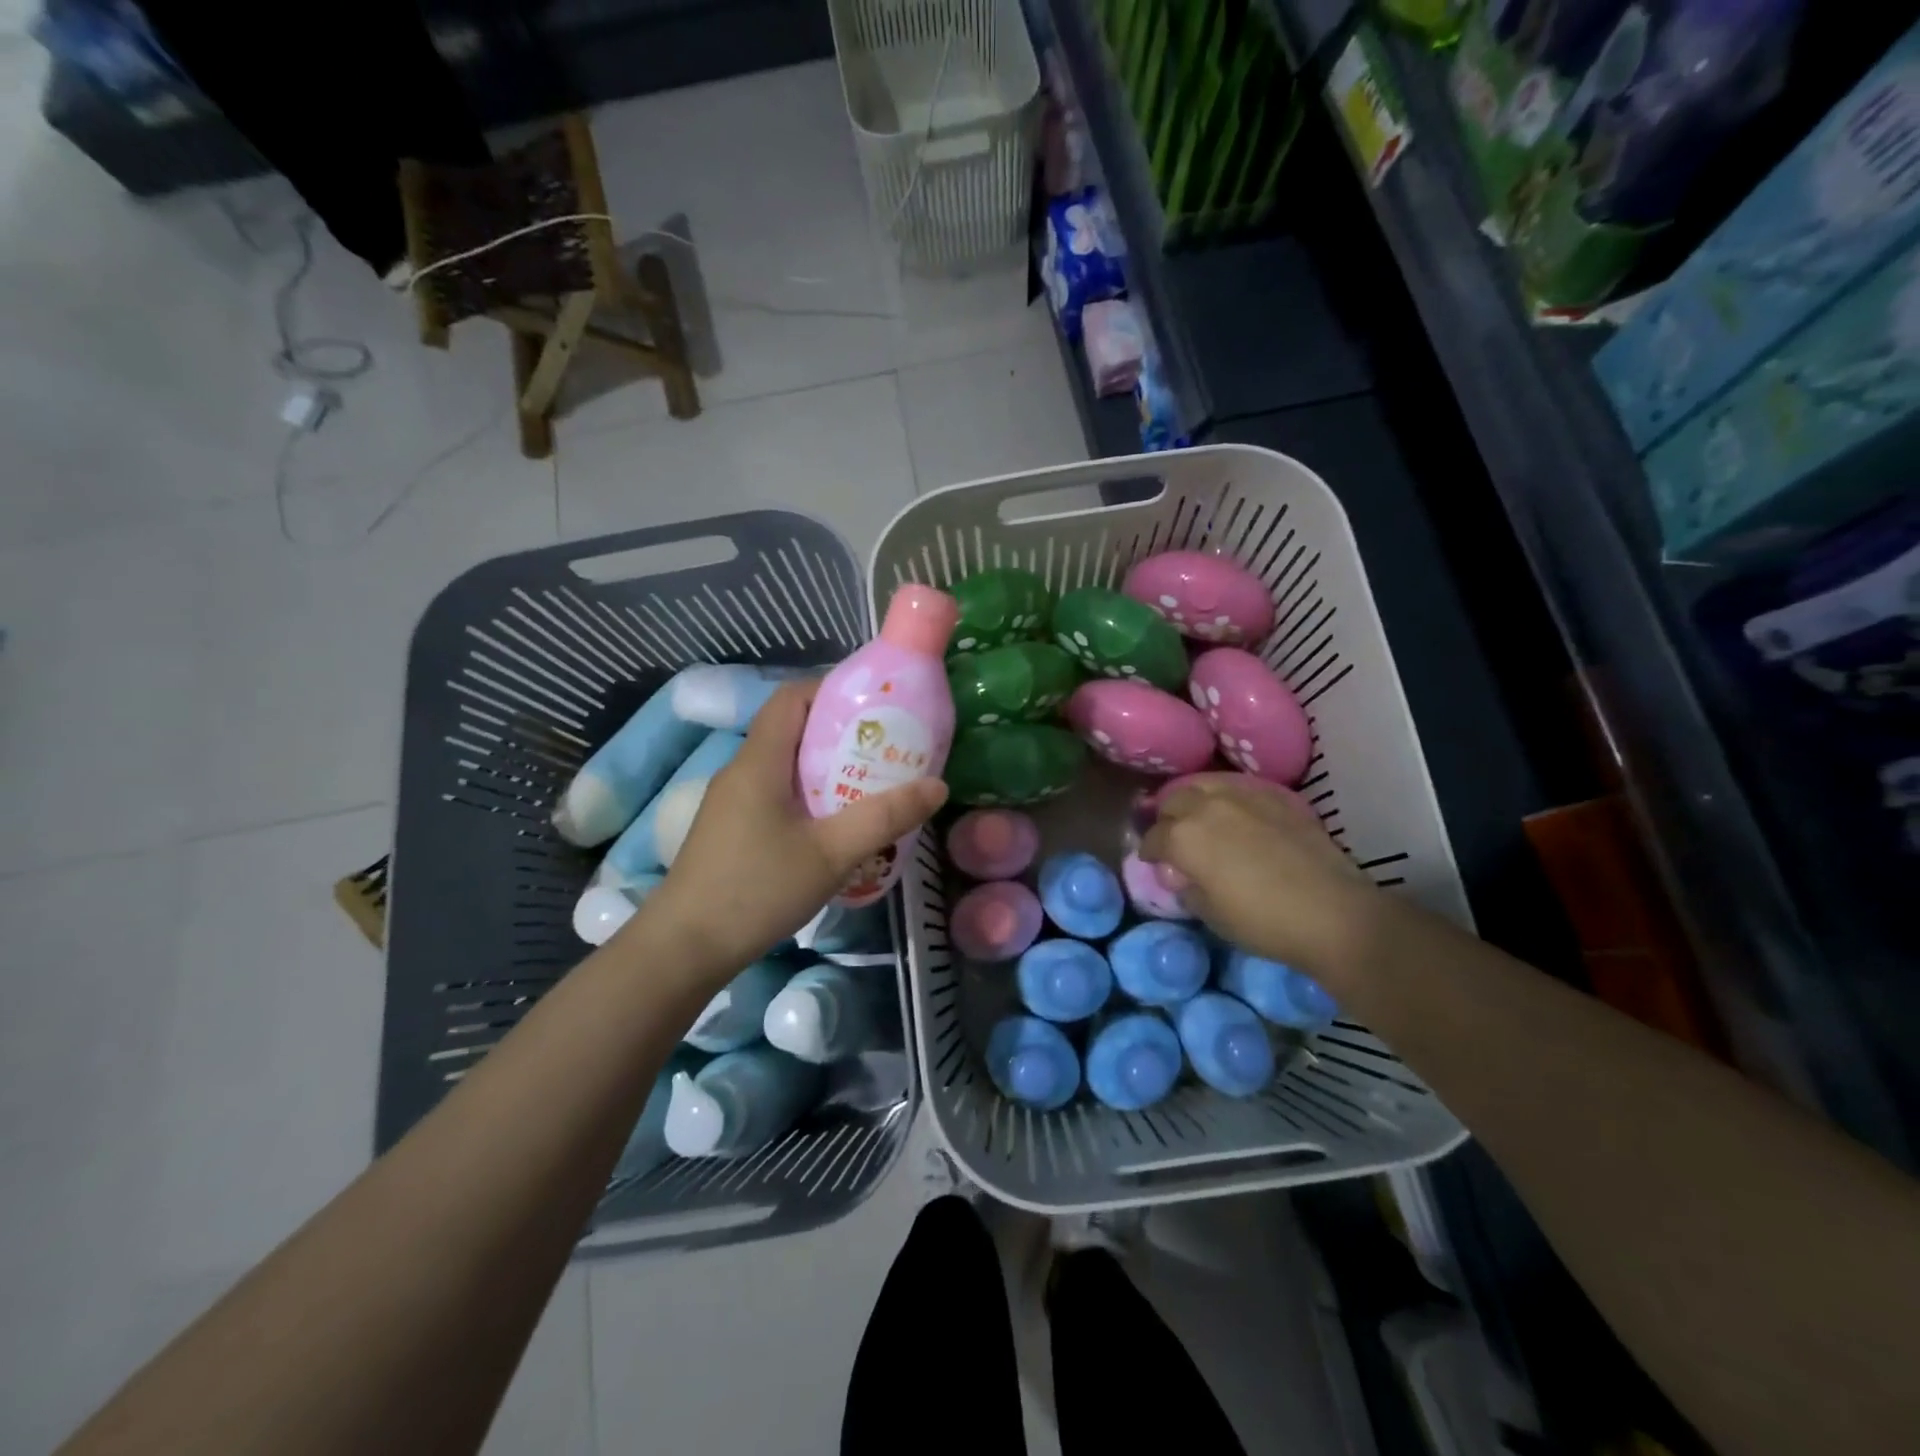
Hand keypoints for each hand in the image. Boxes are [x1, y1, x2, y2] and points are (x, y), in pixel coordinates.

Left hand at [636, 681, 946, 979]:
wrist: (685, 948)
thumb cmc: (757, 890)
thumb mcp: (831, 854)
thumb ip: (885, 817)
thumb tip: (937, 785)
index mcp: (759, 761)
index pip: (792, 698)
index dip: (832, 690)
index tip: (876, 707)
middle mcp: (742, 770)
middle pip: (792, 729)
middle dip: (841, 733)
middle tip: (886, 749)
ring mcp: (732, 801)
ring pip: (785, 765)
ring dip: (826, 767)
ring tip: (870, 785)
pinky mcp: (731, 828)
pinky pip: (776, 793)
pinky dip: (808, 795)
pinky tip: (834, 826)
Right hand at [1139, 778, 1373, 977]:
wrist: (1332, 913)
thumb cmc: (1262, 922)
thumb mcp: (1209, 914)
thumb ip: (1186, 887)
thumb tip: (1181, 875)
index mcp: (1183, 837)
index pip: (1153, 838)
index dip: (1149, 852)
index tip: (1152, 863)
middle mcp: (1206, 806)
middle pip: (1173, 801)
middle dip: (1168, 819)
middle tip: (1174, 839)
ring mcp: (1243, 796)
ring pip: (1204, 785)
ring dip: (1195, 801)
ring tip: (1201, 818)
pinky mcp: (1275, 797)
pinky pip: (1239, 788)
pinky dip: (1227, 798)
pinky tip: (1235, 814)